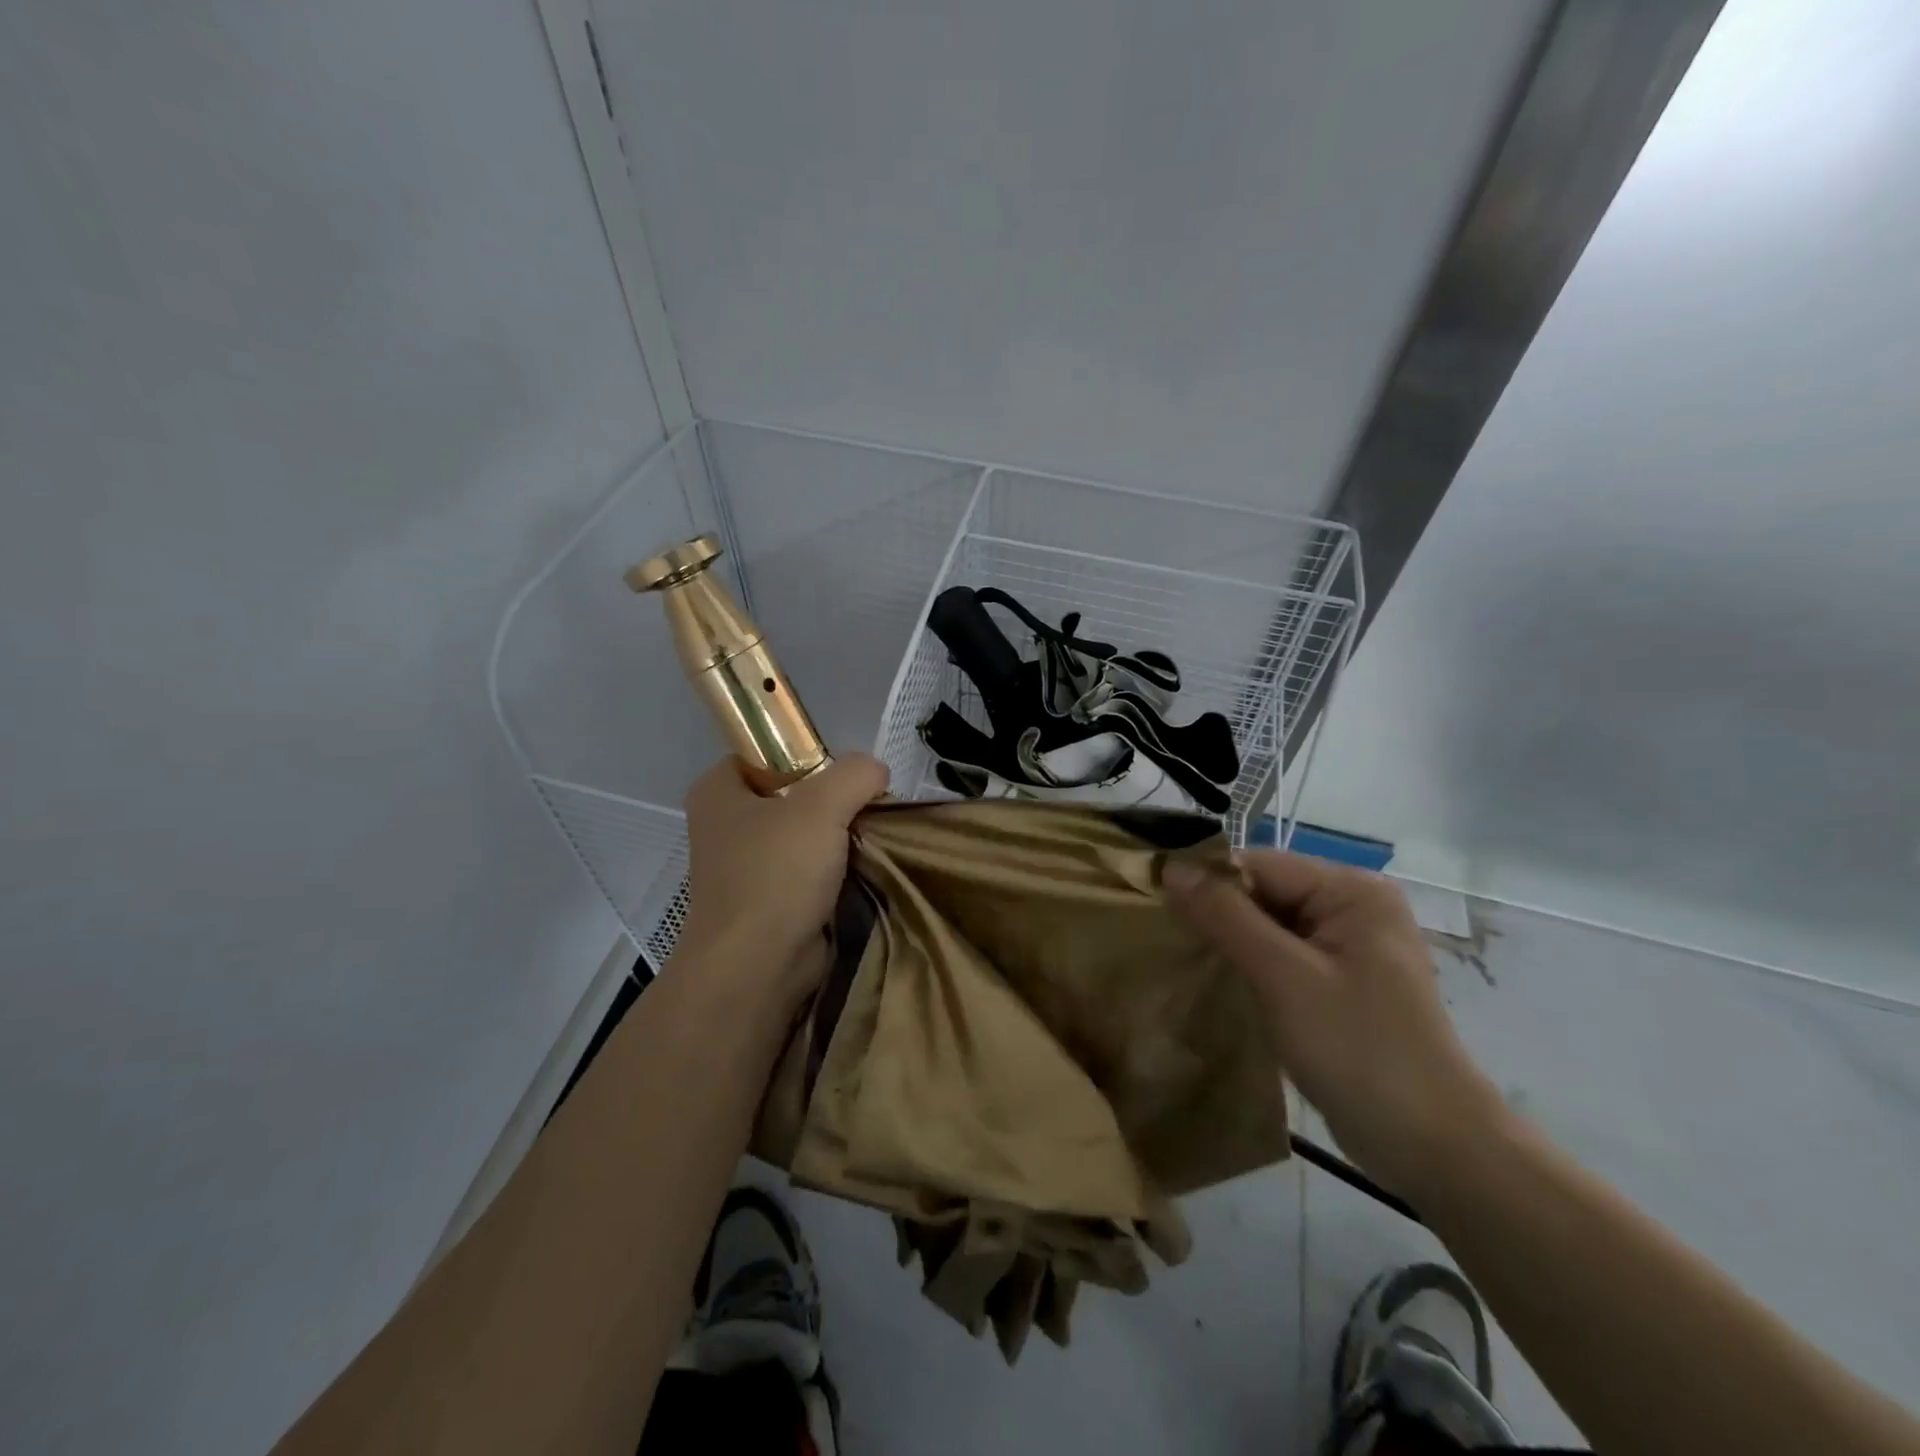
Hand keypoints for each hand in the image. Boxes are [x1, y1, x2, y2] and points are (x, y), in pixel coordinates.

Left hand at [678, 754, 888, 1001]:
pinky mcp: (768, 900)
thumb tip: (876, 772)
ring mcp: (745, 866)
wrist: (756, 970)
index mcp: (718, 791)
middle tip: (870, 807)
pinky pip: (810, 871)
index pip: (770, 752)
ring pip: (806, 834)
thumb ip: (855, 774)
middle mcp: (726, 824)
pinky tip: (862, 870)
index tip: (848, 776)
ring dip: (840, 838)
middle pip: (794, 793)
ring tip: (872, 839)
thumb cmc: (775, 875)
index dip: (811, 755)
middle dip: (834, 801)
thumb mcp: (822, 806)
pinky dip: (836, 871)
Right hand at [1164, 850, 1508, 1203]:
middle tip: (1169, 941)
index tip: (1156, 905)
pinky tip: (1220, 984)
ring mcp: (1350, 947)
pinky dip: (1251, 967)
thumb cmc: (1358, 1049)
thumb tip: (1171, 866)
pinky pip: (1283, 957)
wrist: (1432, 1147)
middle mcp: (1353, 907)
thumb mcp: (1283, 976)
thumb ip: (1225, 915)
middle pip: (1264, 892)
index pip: (1259, 865)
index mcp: (1351, 890)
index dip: (1207, 881)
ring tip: (1186, 962)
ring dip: (1230, 943)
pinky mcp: (1341, 983)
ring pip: (1269, 926)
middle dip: (1218, 915)